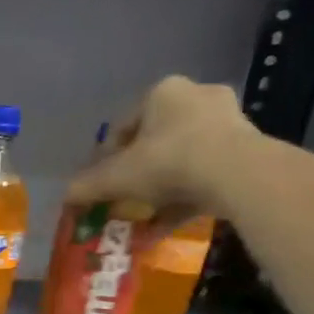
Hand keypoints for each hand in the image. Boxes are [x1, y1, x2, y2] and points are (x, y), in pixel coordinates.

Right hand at [65, 76, 257, 217]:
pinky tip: (168, 221)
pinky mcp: (248, 146)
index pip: (121, 127)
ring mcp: (228, 119)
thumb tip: (65, 198)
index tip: (99, 185)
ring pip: (181, 157)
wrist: (238, 174)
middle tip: (124, 197)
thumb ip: (85, 187)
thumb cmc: (168, 162)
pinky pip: (206, 171)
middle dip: (137, 172)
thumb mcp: (115, 177)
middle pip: (153, 141)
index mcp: (162, 92)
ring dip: (161, 186)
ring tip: (145, 214)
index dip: (104, 159)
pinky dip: (186, 194)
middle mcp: (196, 96)